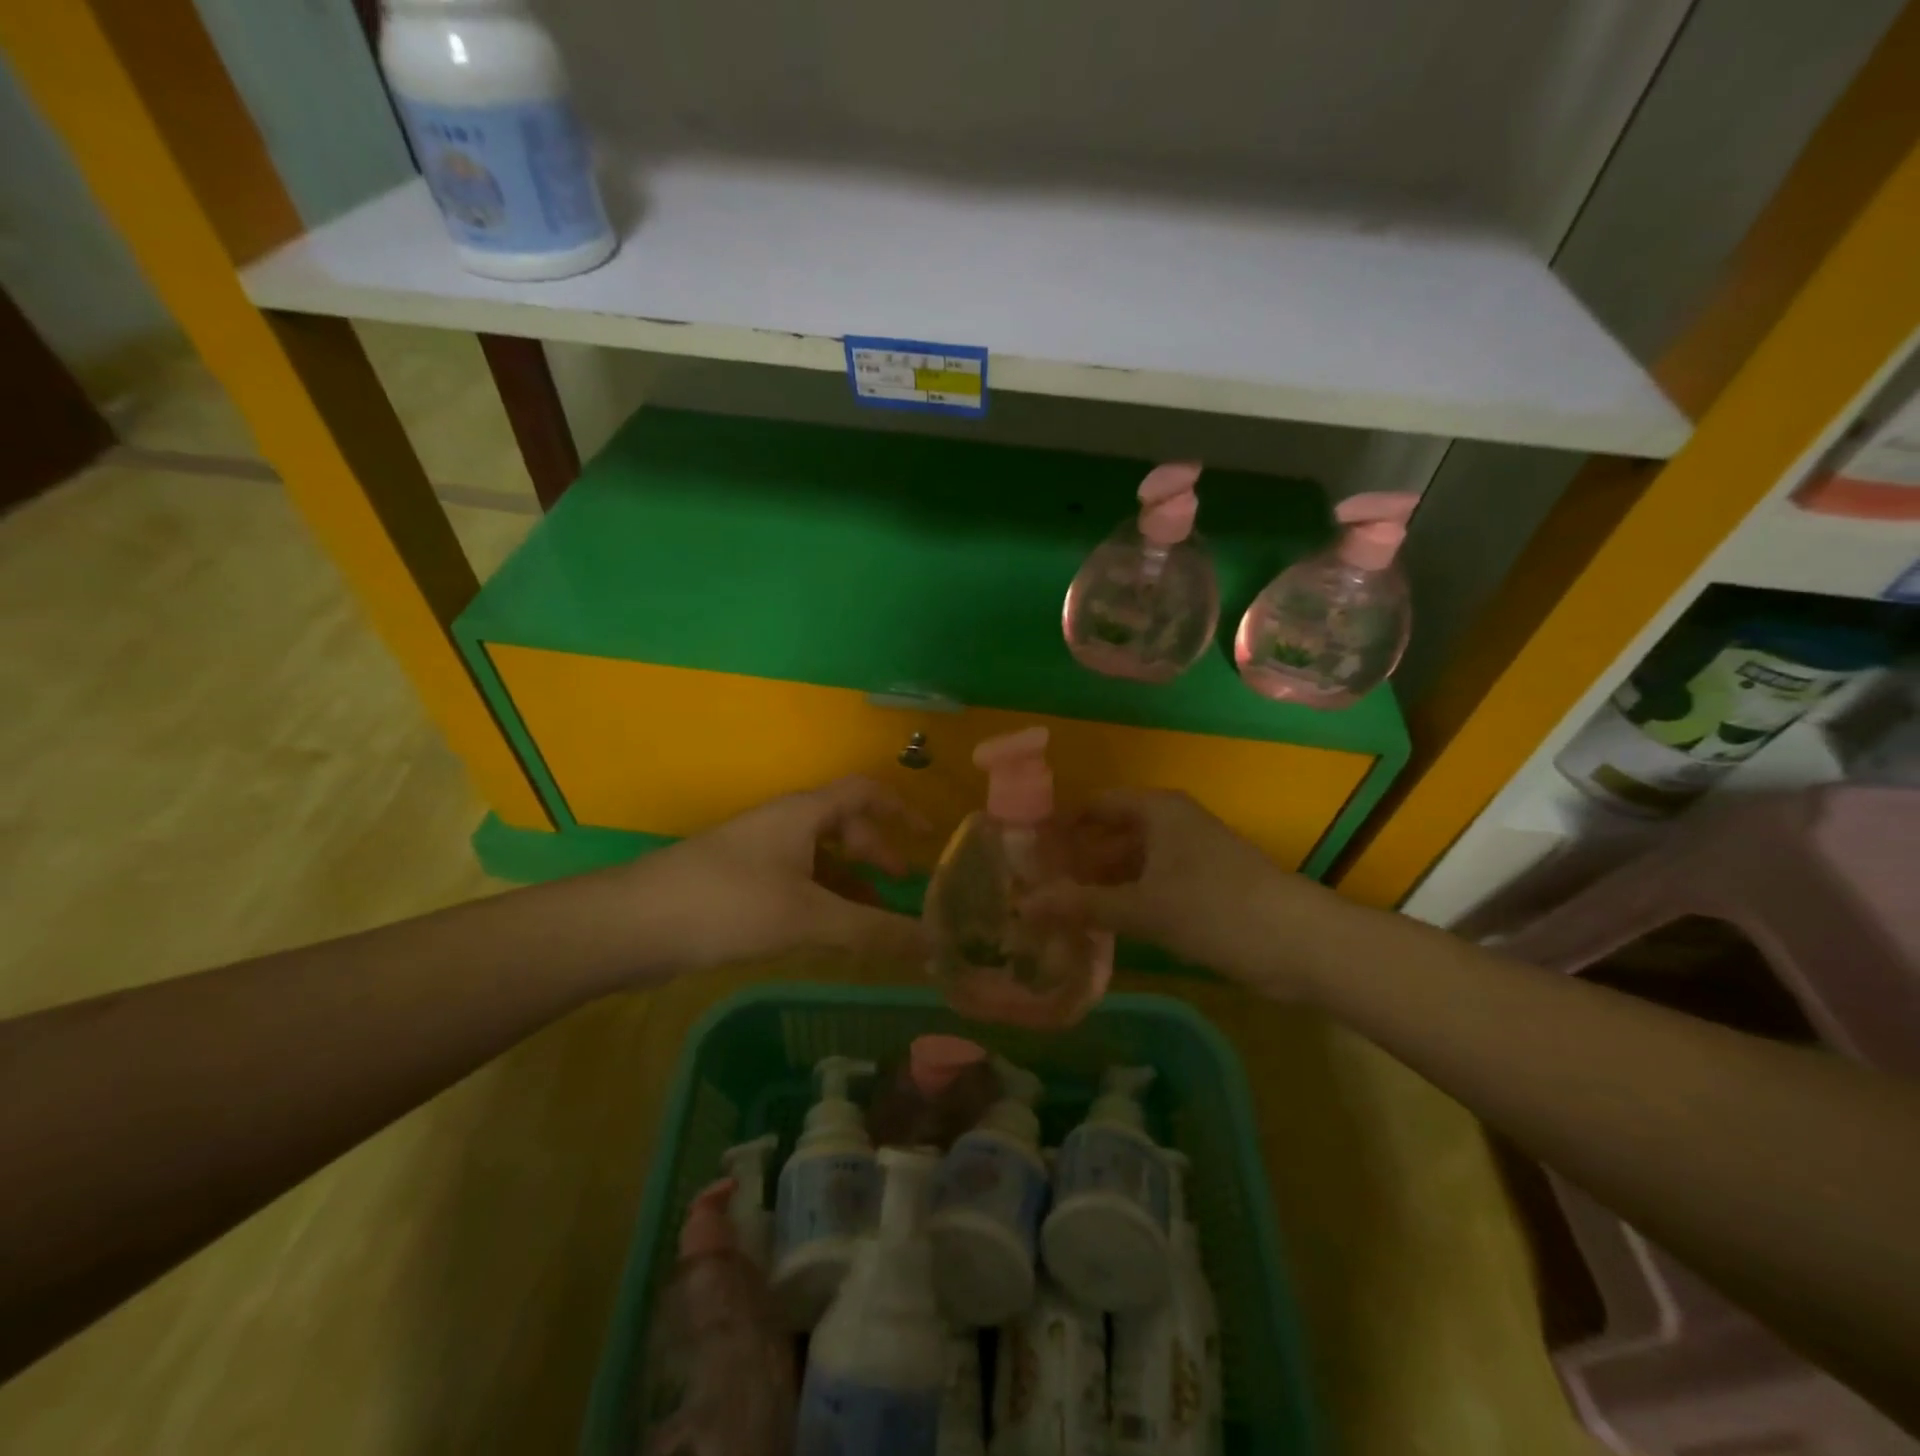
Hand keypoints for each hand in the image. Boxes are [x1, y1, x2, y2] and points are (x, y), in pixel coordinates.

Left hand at [621, 777, 928, 973]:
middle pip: (843, 825)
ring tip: (875, 920)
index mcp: (803, 813)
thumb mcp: (809, 916)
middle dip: (877, 852)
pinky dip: (822, 900)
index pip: (864, 791)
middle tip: (904, 887)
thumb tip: (935, 946)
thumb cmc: (729, 903)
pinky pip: (796, 882)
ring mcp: (757, 853)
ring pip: (818, 859)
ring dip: (851, 883)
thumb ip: (874, 931)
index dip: (901, 809)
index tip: (929, 839)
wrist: (633, 925)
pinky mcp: (738, 884)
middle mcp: (783, 824)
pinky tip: (827, 934)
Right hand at [1043, 788, 1338, 994]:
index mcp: (1157, 810)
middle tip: (1034, 888)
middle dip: (1076, 861)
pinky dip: (1124, 902)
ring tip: (1056, 912)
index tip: (1026, 852)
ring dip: (1098, 885)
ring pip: (1129, 864)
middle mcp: (1171, 825)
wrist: (1299, 943)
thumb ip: (1083, 904)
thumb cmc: (1215, 908)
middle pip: (1110, 835)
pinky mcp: (1201, 889)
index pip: (1095, 805)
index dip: (1060, 826)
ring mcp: (1188, 857)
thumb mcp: (1143, 907)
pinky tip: (1098, 927)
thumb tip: (1024, 906)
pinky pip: (1149, 887)